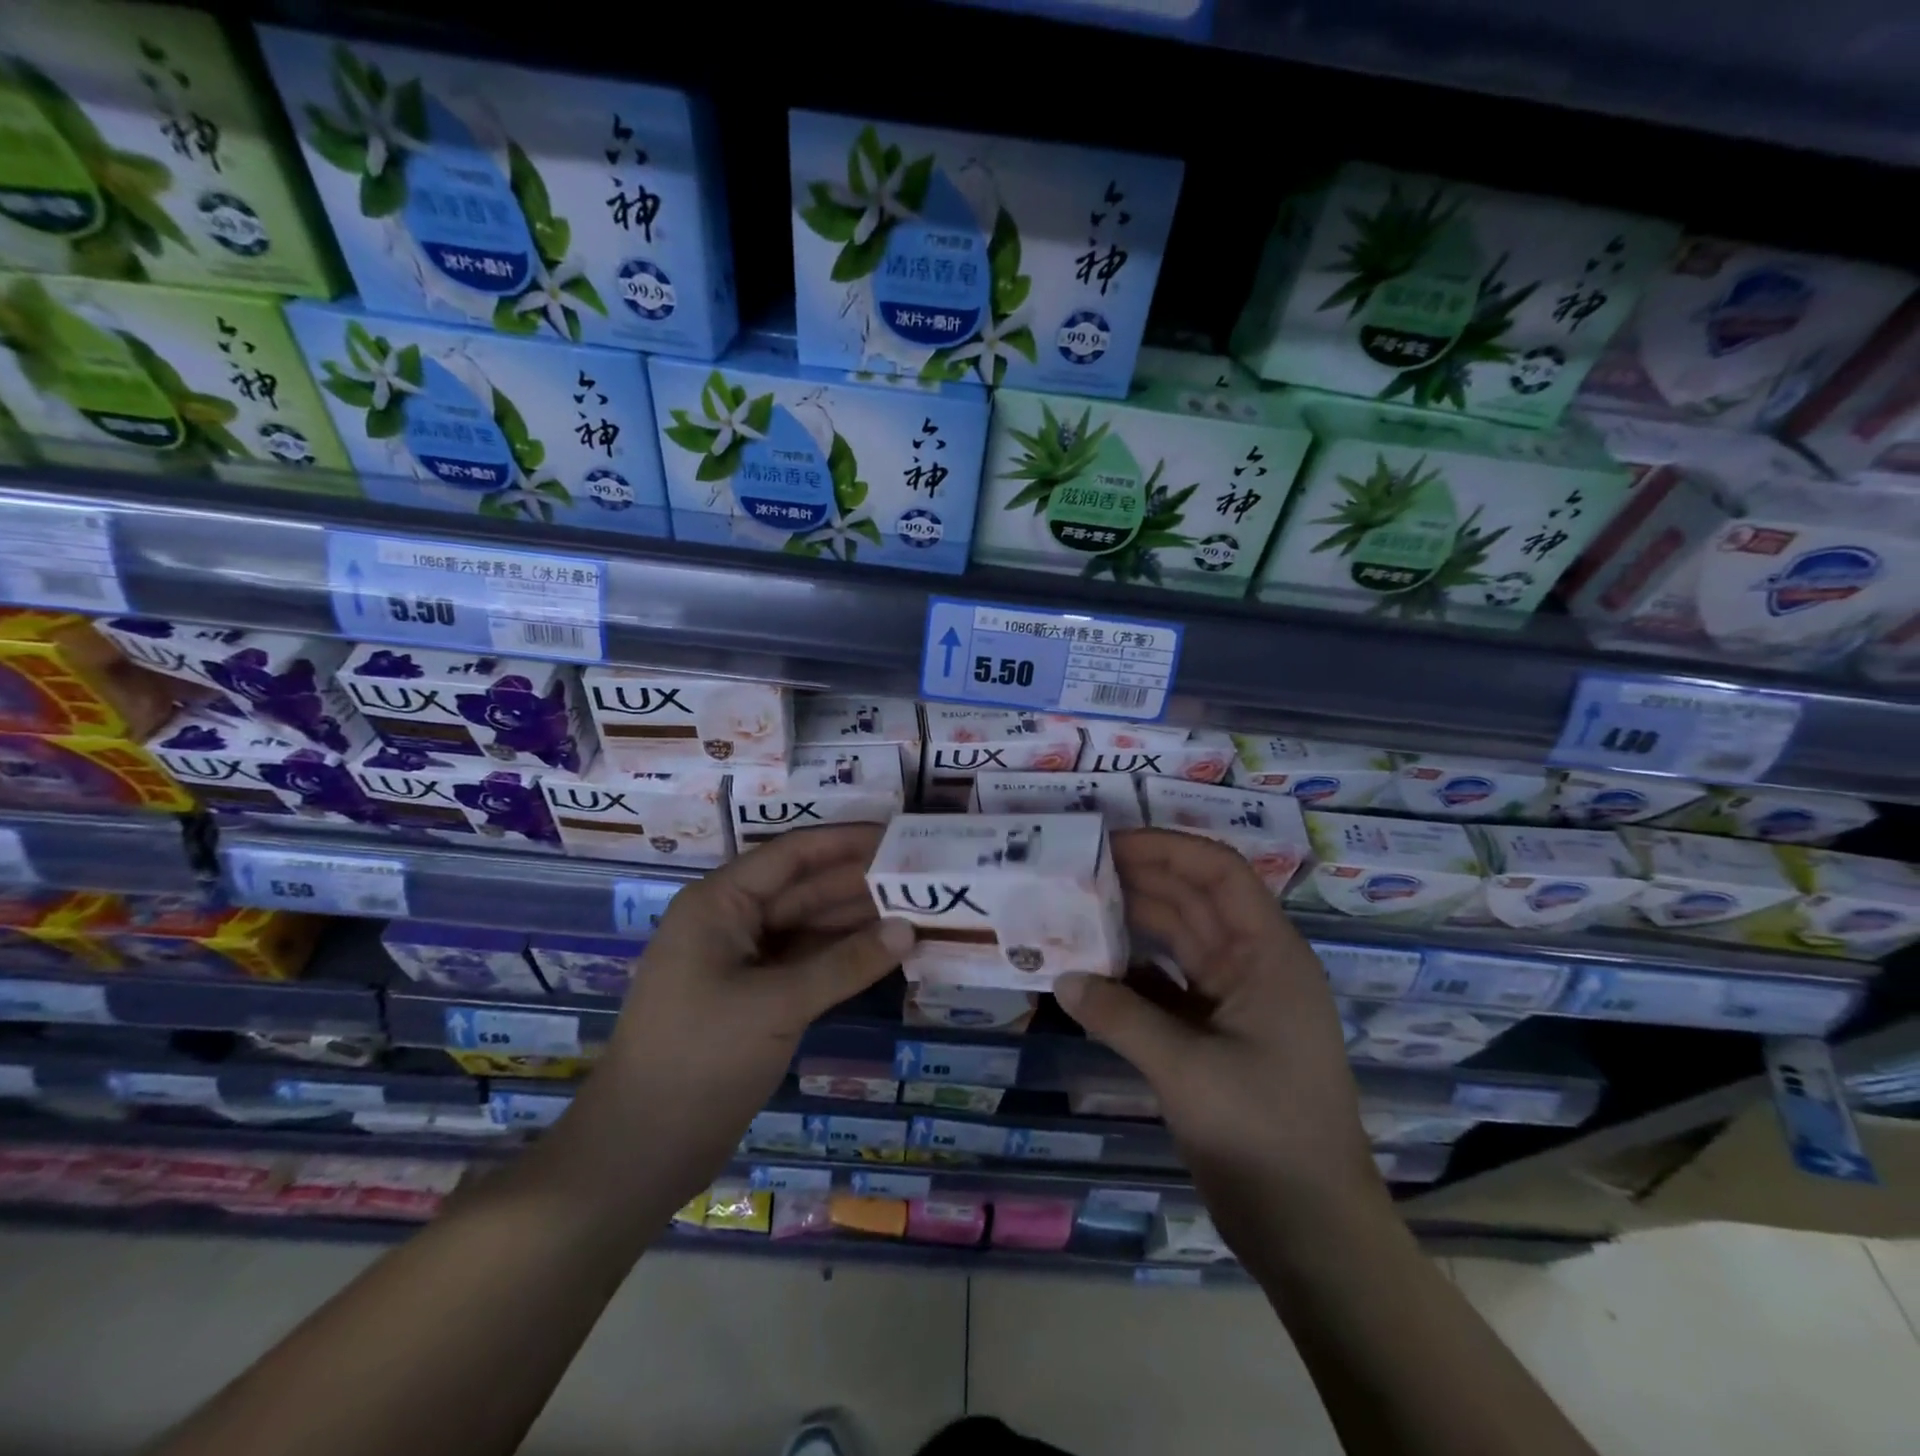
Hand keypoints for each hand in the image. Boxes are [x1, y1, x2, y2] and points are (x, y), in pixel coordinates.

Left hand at [593, 825, 913, 1198]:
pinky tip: (884, 952)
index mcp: (719, 903)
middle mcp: (731, 922)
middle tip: (920, 876)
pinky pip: (805, 963)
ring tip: (915, 909)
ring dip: (855, 921)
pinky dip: (841, 958)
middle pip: (803, 889)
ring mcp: (742, 962)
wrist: (640, 1150)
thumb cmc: (700, 1059)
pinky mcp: (754, 998)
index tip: (898, 834)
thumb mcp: (777, 1005)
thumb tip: (909, 929)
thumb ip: (846, 964)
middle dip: (858, 883)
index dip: (845, 842)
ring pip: (807, 927)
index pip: (792, 855)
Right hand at [1055, 829, 1386, 1243]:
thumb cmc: (1264, 1134)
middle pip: (1194, 900)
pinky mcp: (1213, 1035)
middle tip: (1077, 869)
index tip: (1110, 842)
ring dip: (1132, 923)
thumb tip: (1062, 977)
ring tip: (1076, 906)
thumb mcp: (1187, 1070)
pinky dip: (1131, 973)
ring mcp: (1233, 1001)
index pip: (1220, 874)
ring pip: (1177, 941)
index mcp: (1268, 956)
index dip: (1167, 847)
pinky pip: (1166, 985)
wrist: (1310, 1229)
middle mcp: (1253, 966)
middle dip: (1139, 879)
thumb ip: (1121, 1016)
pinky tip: (1091, 968)